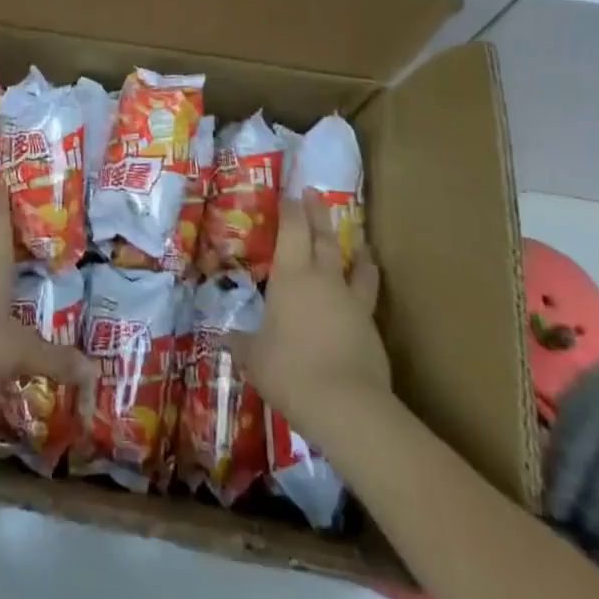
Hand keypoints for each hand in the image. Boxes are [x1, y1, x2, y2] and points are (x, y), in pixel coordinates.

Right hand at [231, 190, 390, 444]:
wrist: (347, 406)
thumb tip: (227, 337)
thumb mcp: (255, 357)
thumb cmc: (290, 371)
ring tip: (357, 234)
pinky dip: (367, 278)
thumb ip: (242, 342)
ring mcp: (351, 300)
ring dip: (353, 244)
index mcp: (290, 276)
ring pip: (354, 261)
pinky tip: (368, 278)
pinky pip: (368, 292)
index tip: (288, 193)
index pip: (291, 229)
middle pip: (322, 236)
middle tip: (314, 192)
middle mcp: (323, 278)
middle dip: (317, 212)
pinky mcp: (371, 325)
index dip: (290, 209)